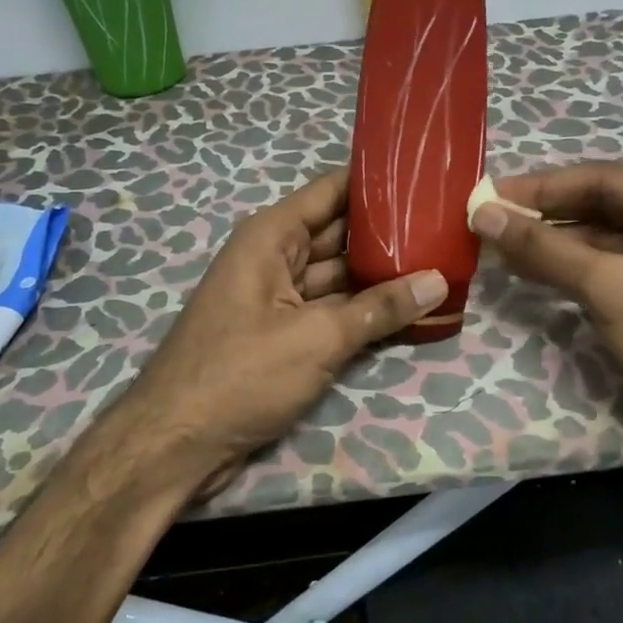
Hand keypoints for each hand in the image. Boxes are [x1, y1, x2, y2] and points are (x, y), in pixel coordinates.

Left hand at [122, 170, 447, 493]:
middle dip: (388, 232)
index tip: (424, 177)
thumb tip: (438, 280)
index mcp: (272, 237)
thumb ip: (379, 308)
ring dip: (381, 275)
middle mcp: (275, 257)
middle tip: (446, 225)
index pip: (332, 191)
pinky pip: (332, 310)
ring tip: (441, 263)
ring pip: (340, 275)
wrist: (176, 445)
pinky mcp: (284, 334)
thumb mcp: (317, 338)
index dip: (375, 182)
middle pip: (340, 233)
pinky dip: (364, 310)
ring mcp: (279, 298)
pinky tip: (409, 309)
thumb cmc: (241, 374)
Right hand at [473, 163, 622, 480]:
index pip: (602, 180)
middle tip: (489, 219)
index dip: (542, 187)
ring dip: (552, 245)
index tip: (490, 194)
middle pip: (601, 208)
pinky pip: (607, 271)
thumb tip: (484, 214)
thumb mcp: (610, 285)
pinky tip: (529, 270)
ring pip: (601, 242)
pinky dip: (570, 271)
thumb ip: (544, 248)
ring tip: (498, 244)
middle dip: (545, 216)